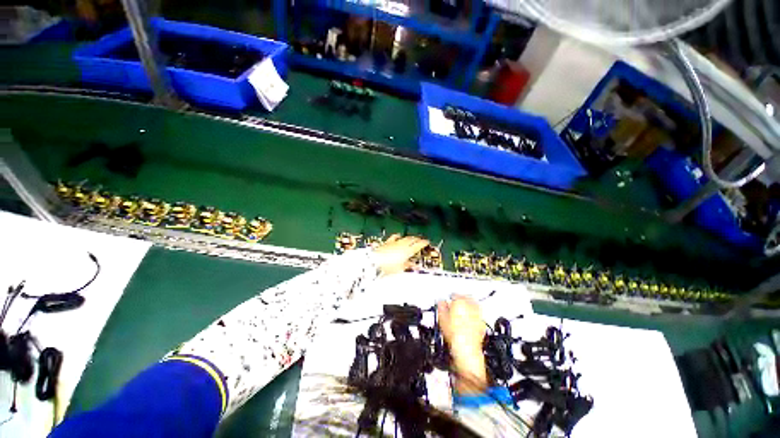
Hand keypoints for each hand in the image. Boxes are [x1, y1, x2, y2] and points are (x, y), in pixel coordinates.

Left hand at [372, 234, 428, 275]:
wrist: (373, 263)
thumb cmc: (387, 268)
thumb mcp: (400, 269)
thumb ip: (408, 266)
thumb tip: (414, 266)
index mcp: (407, 251)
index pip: (418, 244)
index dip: (423, 243)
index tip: (427, 242)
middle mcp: (401, 244)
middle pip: (412, 239)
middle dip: (417, 239)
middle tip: (420, 240)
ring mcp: (393, 242)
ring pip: (404, 237)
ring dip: (409, 238)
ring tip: (412, 238)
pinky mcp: (386, 242)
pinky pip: (394, 237)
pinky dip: (398, 236)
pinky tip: (398, 236)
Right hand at [437, 295, 487, 393]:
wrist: (466, 350)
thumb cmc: (454, 335)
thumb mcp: (442, 318)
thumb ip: (441, 307)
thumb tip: (441, 302)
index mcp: (460, 302)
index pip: (454, 295)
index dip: (450, 298)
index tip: (447, 302)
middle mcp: (471, 306)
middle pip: (466, 297)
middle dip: (461, 299)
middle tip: (454, 304)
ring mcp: (478, 315)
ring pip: (473, 304)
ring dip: (468, 305)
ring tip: (461, 311)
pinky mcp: (482, 324)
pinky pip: (477, 315)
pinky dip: (473, 315)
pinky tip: (468, 320)